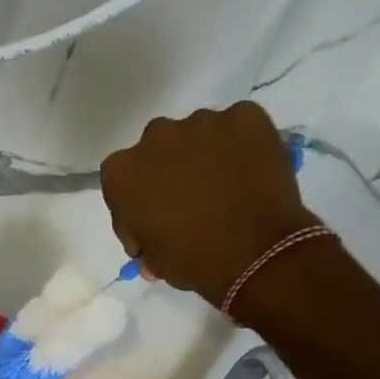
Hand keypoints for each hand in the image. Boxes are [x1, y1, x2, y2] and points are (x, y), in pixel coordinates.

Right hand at [100, 101, 317, 307]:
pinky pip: (238, 128)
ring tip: (224, 186)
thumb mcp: (153, 259)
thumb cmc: (193, 263)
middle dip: (170, 170)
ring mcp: (203, 121)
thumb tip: (151, 242)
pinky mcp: (246, 115)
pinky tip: (250, 172)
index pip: (122, 180)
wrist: (257, 257)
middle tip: (190, 200)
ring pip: (198, 135)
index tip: (151, 223)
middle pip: (158, 148)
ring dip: (204, 155)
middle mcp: (156, 136)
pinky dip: (241, 146)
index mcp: (123, 172)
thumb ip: (144, 237)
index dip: (136, 201)